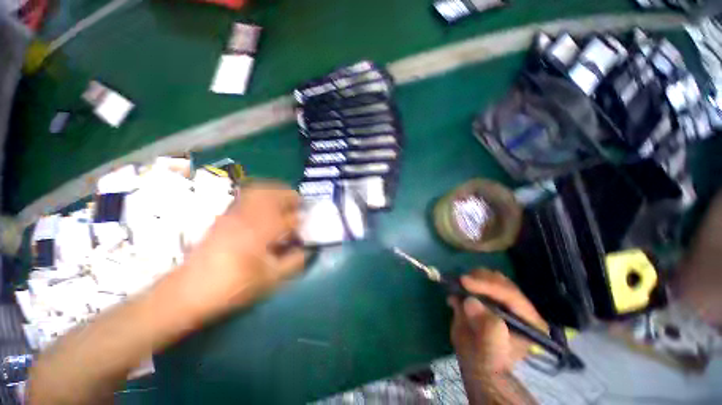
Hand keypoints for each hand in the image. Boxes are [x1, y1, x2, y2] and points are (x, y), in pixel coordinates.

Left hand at [176, 182, 305, 318]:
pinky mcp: (224, 216)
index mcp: (262, 232)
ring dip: (275, 191)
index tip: (306, 225)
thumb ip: (293, 262)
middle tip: (299, 202)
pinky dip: (260, 194)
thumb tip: (307, 250)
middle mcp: (249, 216)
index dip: (301, 221)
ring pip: (259, 191)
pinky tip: (264, 203)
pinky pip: (246, 196)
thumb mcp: (269, 280)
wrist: (189, 291)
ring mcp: (234, 213)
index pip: (290, 218)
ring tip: (283, 198)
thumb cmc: (233, 286)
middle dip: (290, 195)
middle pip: (274, 194)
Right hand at [449, 270, 545, 375]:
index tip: (465, 282)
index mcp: (529, 321)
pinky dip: (465, 281)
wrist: (474, 360)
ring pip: (489, 276)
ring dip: (471, 278)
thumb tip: (470, 302)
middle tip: (460, 282)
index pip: (512, 296)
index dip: (488, 286)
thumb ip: (486, 328)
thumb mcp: (489, 351)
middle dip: (479, 279)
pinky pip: (477, 279)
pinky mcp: (487, 293)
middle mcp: (519, 306)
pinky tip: (455, 289)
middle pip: (501, 282)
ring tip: (457, 286)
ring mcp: (502, 298)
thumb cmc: (486, 360)